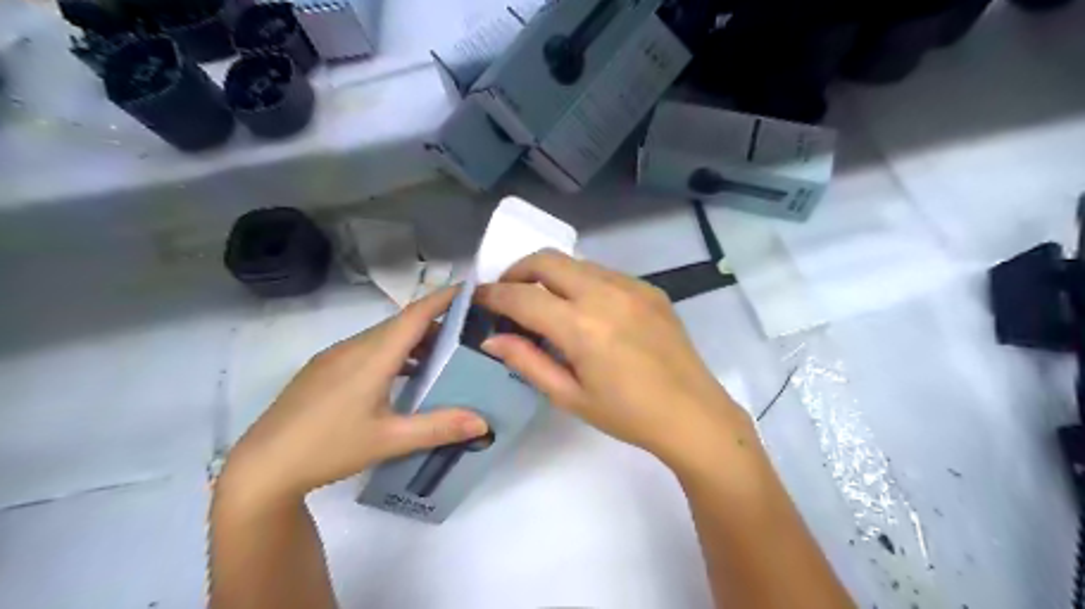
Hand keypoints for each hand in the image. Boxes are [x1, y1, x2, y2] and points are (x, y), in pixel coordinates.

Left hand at [218, 289, 487, 506]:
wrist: (262, 466)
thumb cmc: (329, 448)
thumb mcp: (390, 440)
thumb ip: (439, 427)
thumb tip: (484, 423)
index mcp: (372, 356)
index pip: (415, 315)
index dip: (443, 299)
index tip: (470, 290)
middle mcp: (353, 347)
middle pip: (401, 324)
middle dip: (435, 323)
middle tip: (467, 334)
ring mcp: (334, 357)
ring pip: (383, 337)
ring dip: (413, 341)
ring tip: (440, 358)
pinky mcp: (322, 370)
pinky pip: (366, 349)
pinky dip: (392, 353)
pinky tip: (401, 377)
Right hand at [476, 249, 746, 464]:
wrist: (693, 414)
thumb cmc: (627, 415)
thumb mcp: (569, 396)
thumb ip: (527, 361)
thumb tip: (492, 338)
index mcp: (581, 327)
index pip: (522, 297)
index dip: (493, 295)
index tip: (477, 299)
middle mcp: (605, 294)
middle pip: (547, 260)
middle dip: (517, 271)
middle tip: (507, 294)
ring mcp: (631, 286)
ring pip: (576, 262)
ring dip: (550, 274)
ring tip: (544, 301)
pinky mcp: (649, 288)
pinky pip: (603, 273)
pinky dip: (581, 281)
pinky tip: (584, 309)